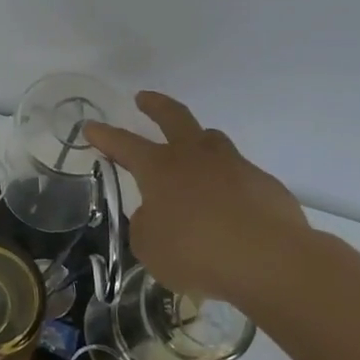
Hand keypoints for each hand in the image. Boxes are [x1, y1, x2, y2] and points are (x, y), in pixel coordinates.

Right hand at [84, 91, 313, 306]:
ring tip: (192, 150)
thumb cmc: (196, 252)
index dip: (105, 136)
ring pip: (212, 140)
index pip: (124, 144)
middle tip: (144, 98)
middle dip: (155, 106)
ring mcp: (234, 166)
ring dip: (197, 140)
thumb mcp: (150, 246)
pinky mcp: (264, 185)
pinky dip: (228, 184)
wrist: (268, 260)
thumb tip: (157, 215)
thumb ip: (147, 225)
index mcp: (160, 168)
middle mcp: (196, 157)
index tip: (91, 126)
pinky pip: (239, 176)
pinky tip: (229, 208)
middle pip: (174, 117)